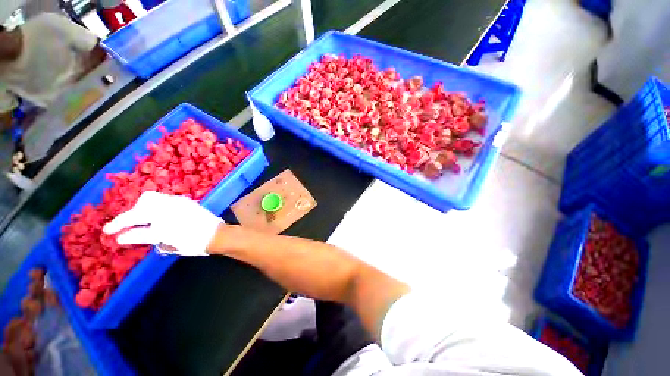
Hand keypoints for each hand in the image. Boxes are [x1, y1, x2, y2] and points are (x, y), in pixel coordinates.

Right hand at [103, 191, 222, 255]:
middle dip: (128, 215)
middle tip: (124, 224)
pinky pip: (163, 198)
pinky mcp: (185, 200)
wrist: (216, 234)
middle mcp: (168, 211)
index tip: (107, 232)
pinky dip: (154, 204)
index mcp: (162, 227)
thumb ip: (146, 237)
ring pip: (150, 198)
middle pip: (140, 207)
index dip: (118, 228)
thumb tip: (126, 236)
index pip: (134, 226)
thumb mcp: (167, 244)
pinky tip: (155, 212)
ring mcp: (177, 203)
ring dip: (140, 207)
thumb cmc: (194, 244)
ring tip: (139, 217)